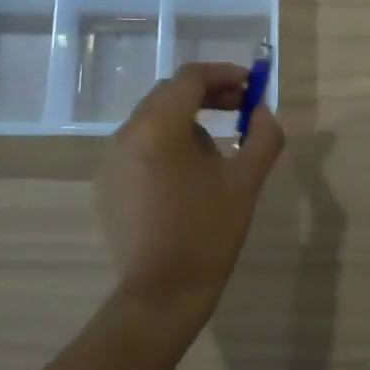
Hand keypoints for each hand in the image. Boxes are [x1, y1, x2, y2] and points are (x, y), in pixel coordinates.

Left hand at [95, 63, 284, 326]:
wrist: (161, 295)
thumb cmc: (208, 233)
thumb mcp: (246, 181)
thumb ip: (263, 135)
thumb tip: (262, 111)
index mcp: (158, 127)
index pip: (190, 78)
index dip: (225, 74)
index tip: (252, 85)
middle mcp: (126, 134)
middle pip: (169, 94)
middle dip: (208, 95)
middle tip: (241, 109)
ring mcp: (111, 160)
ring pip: (153, 120)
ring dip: (187, 119)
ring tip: (218, 148)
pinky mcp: (107, 184)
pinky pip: (139, 147)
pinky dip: (166, 144)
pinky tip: (188, 175)